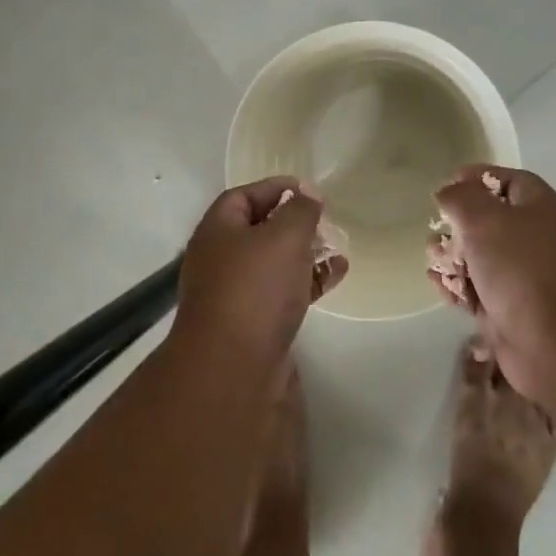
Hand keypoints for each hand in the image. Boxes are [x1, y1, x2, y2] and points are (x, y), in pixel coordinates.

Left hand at [174, 178, 346, 361]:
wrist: (232, 368)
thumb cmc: (255, 289)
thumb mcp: (284, 237)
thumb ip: (301, 211)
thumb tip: (308, 194)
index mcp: (218, 230)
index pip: (243, 195)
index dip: (275, 187)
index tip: (309, 190)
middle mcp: (221, 258)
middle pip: (259, 229)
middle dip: (293, 222)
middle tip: (324, 221)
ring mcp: (235, 293)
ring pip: (273, 262)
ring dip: (305, 253)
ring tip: (336, 248)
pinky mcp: (252, 322)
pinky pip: (283, 291)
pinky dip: (308, 281)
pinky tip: (337, 275)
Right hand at [430, 166, 555, 401]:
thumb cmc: (524, 270)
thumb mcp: (486, 219)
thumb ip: (461, 198)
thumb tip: (449, 191)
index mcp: (541, 208)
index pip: (508, 181)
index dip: (477, 178)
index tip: (447, 183)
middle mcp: (536, 239)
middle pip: (490, 221)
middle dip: (458, 225)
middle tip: (436, 232)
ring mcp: (525, 278)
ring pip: (481, 258)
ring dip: (453, 258)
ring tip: (434, 263)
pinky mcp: (511, 311)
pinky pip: (479, 291)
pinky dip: (458, 287)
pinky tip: (441, 288)